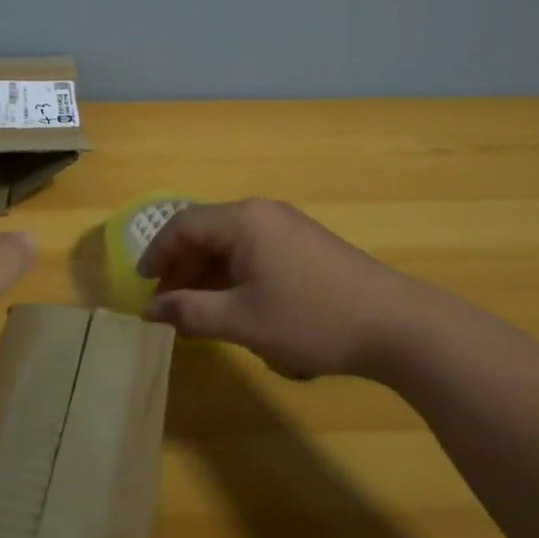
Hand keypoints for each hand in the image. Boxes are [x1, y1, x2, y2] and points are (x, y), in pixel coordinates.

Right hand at [139, 198, 449, 379]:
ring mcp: (288, 227)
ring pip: (231, 244)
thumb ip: (190, 312)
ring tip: (198, 312)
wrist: (396, 325)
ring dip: (208, 275)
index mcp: (243, 220)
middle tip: (167, 305)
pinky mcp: (306, 245)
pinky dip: (235, 276)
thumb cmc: (310, 318)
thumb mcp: (242, 321)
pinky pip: (255, 252)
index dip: (156, 254)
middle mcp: (263, 213)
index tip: (142, 287)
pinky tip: (237, 307)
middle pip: (206, 232)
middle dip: (181, 268)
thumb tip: (151, 310)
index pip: (182, 225)